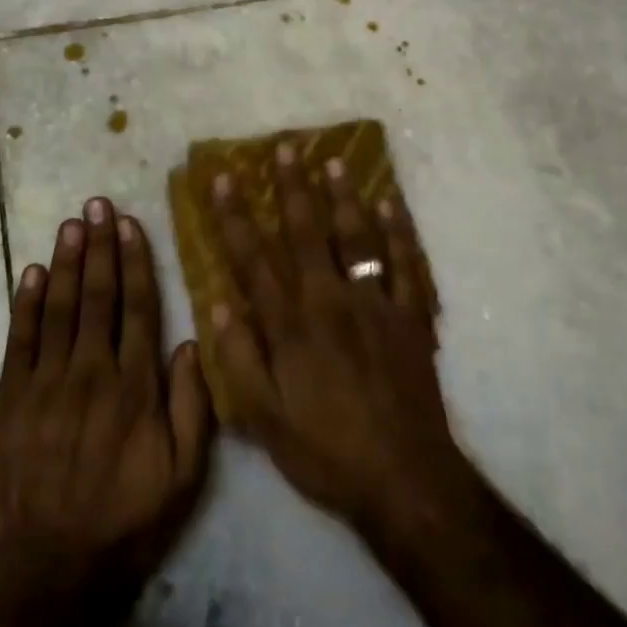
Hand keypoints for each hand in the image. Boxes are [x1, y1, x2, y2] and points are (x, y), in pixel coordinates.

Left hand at [0, 198, 212, 612]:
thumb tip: (192, 342)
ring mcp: (46, 383)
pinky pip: (19, 341)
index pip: (138, 307)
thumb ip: (193, 406)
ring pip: (58, 308)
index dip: (135, 262)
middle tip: (97, 204)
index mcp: (135, 386)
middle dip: (99, 246)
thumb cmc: (125, 522)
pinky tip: (30, 273)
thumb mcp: (184, 476)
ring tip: (71, 223)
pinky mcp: (10, 401)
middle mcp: (91, 371)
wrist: (48, 573)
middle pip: (97, 295)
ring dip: (65, 262)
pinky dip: (25, 304)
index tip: (131, 224)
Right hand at [206, 145, 462, 531]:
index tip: (222, 178)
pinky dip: (399, 231)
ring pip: (356, 237)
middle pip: (306, 232)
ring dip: (343, 196)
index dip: (234, 216)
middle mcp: (330, 301)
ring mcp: (375, 304)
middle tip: (284, 148)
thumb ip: (238, 360)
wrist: (404, 479)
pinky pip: (406, 263)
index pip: (253, 259)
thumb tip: (215, 304)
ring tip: (333, 161)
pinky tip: (390, 202)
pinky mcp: (411, 316)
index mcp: (291, 325)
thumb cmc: (326, 452)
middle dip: (291, 187)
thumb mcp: (265, 420)